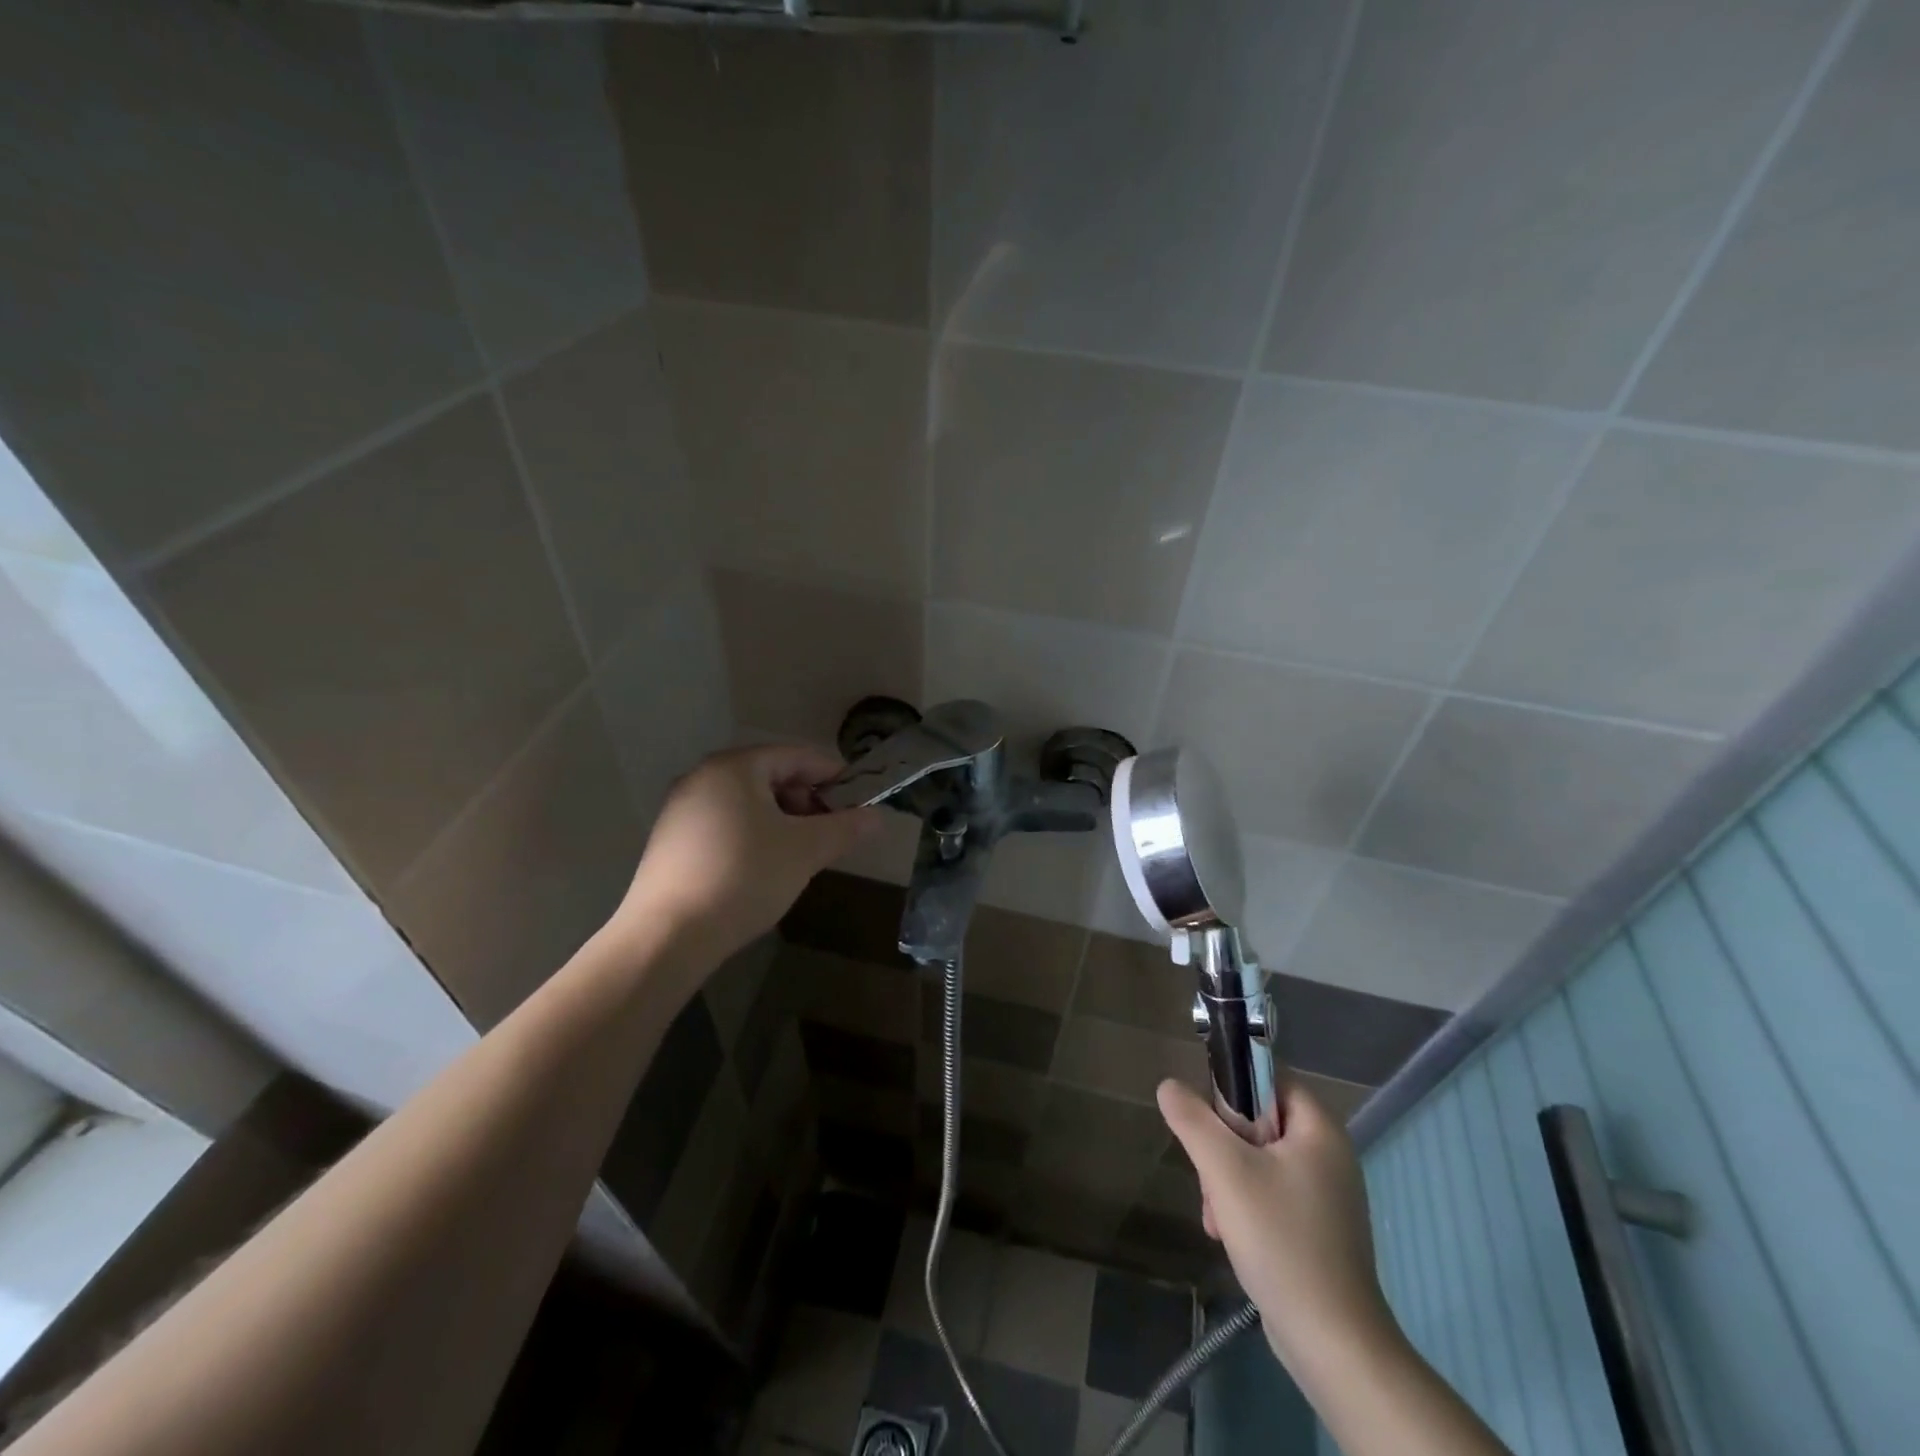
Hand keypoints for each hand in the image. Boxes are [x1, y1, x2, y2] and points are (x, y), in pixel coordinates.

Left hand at [612, 745, 880, 964]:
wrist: (668, 935)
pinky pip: (725, 823)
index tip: (860, 800)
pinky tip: (764, 867)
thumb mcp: (805, 850)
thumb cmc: (744, 877)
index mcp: (735, 767)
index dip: (833, 776)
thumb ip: (845, 828)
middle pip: (771, 776)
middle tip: (831, 831)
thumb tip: (877, 817)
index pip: (797, 756)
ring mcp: (681, 808)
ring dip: (782, 820)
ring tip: (801, 852)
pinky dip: (753, 834)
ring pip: (747, 802)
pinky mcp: (671, 840)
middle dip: (807, 801)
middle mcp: (703, 776)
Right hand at [1158, 1076, 1394, 1374]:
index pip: (1268, 1078)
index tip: (1207, 1122)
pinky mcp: (1320, 1230)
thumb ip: (1192, 1120)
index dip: (1233, 1090)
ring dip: (1227, 1182)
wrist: (1334, 1344)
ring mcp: (1327, 1196)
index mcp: (1320, 1129)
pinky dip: (1245, 1207)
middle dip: (1223, 1149)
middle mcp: (1330, 1155)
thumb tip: (1169, 1086)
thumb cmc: (1281, 1240)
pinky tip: (1230, 1236)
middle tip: (1209, 1179)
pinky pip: (1272, 1195)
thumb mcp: (1225, 1170)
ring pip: (1259, 1162)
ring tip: (1217, 1218)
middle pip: (1259, 1123)